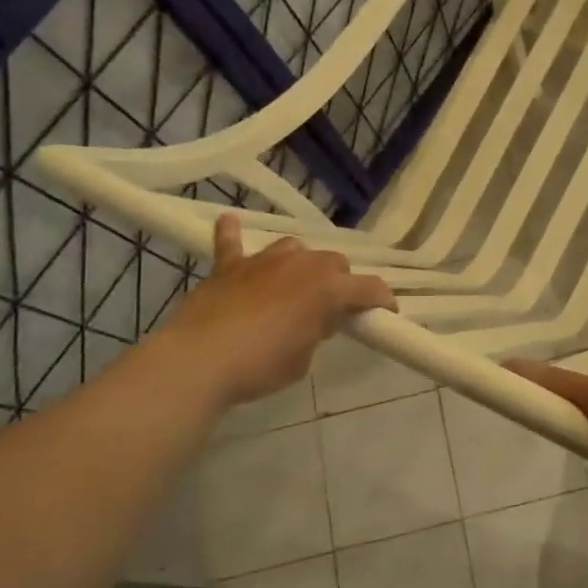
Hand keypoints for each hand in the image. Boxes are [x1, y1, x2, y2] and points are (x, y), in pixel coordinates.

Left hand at [166, 216, 395, 408]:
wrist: (200, 361)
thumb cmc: (261, 365)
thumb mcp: (303, 359)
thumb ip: (316, 332)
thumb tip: (314, 320)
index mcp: (328, 288)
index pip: (369, 288)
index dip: (382, 301)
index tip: (386, 314)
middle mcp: (302, 264)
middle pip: (334, 262)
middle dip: (340, 281)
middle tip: (332, 309)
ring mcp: (264, 261)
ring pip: (294, 248)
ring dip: (301, 263)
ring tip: (296, 284)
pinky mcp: (229, 267)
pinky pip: (232, 242)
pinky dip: (232, 234)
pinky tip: (229, 222)